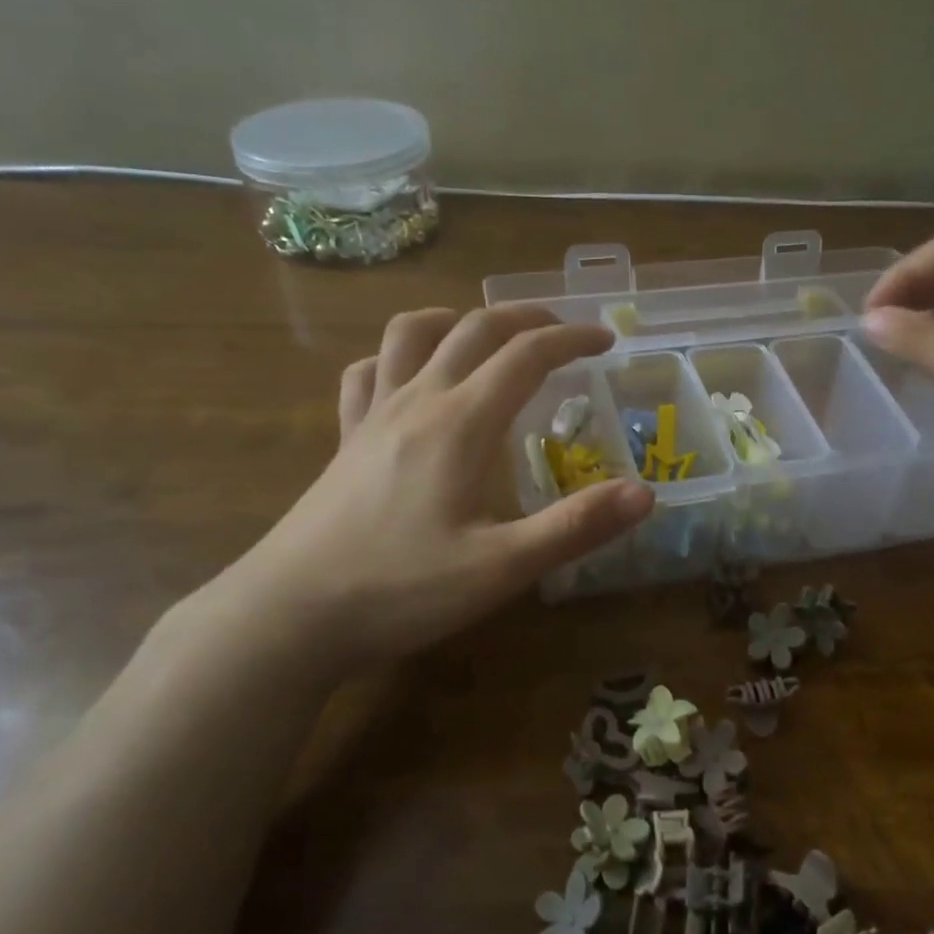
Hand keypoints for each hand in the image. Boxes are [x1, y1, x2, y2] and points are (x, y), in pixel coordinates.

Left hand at [212, 305, 652, 683]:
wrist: (288, 616)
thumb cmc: (400, 590)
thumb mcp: (501, 568)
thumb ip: (575, 527)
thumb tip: (645, 494)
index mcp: (461, 422)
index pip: (526, 354)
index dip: (572, 339)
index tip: (606, 341)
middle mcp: (418, 400)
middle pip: (474, 328)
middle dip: (526, 318)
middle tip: (562, 332)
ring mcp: (373, 415)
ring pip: (411, 333)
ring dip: (457, 320)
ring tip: (486, 337)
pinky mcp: (345, 438)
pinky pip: (368, 372)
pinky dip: (397, 357)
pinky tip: (410, 379)